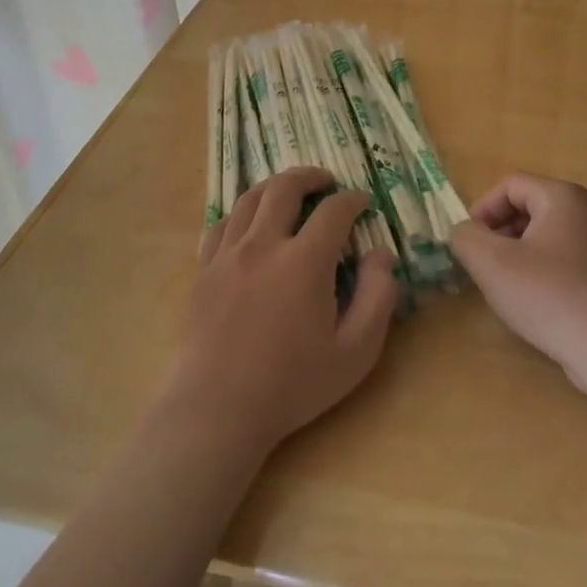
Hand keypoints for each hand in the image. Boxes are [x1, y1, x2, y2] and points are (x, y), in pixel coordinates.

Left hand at [163, 167, 398, 458]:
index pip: (334, 211)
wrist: (216, 410)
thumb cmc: (291, 385)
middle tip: (327, 182)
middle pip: (285, 188)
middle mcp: (264, 245)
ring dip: (275, 187)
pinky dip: (241, 212)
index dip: (353, 200)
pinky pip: (221, 224)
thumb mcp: (355, 352)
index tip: (363, 203)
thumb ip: (378, 298)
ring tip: (289, 192)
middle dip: (311, 177)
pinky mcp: (204, 270)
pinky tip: (249, 223)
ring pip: (250, 198)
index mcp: (304, 261)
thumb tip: (382, 255)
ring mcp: (228, 255)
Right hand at [451, 173, 586, 394]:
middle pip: (530, 208)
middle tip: (483, 265)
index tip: (469, 242)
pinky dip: (543, 274)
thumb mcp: (492, 263)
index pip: (510, 185)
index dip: (482, 209)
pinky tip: (536, 305)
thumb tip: (463, 232)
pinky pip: (566, 262)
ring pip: (547, 237)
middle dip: (499, 233)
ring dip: (519, 255)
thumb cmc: (550, 296)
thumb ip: (466, 238)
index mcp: (563, 198)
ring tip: (505, 287)